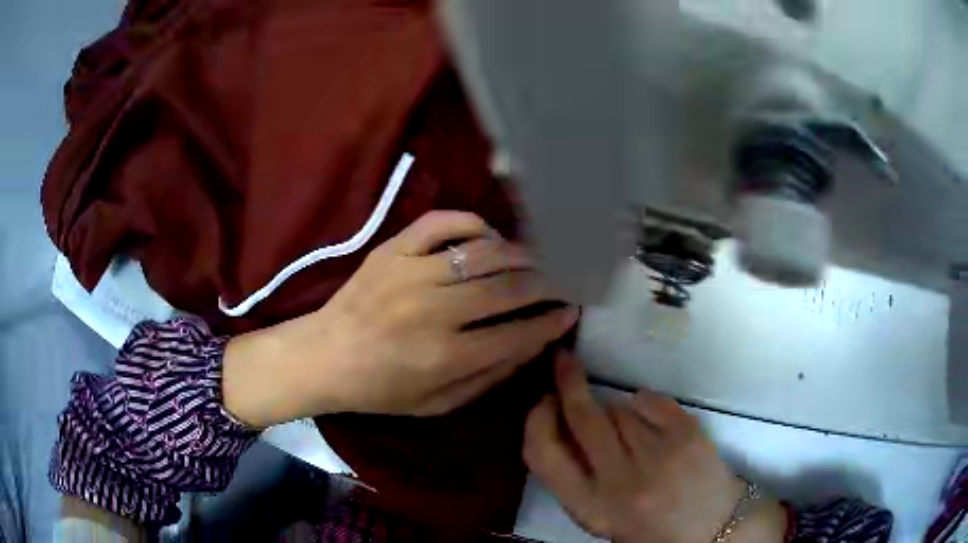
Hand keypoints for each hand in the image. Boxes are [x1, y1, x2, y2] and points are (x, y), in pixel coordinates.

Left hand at [223, 211, 579, 426]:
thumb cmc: (381, 389)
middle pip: (507, 288)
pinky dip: (473, 224)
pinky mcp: (392, 249)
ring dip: (520, 254)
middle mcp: (431, 310)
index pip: (517, 333)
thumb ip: (489, 376)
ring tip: (537, 260)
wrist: (324, 357)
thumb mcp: (438, 404)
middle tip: (565, 281)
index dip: (551, 322)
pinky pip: (442, 222)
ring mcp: (410, 272)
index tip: (570, 313)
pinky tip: (488, 237)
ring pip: (483, 252)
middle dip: (547, 284)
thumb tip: (533, 343)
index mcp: (443, 357)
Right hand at [523, 352, 786, 542]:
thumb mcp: (600, 516)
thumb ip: (575, 476)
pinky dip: (644, 404)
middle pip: (582, 416)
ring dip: (615, 410)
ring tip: (632, 435)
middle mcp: (620, 481)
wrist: (711, 530)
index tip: (543, 401)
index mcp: (590, 507)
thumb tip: (559, 420)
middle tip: (564, 361)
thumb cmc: (649, 529)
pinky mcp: (687, 434)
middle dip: (567, 382)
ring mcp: (657, 455)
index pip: (542, 454)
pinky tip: (653, 423)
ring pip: (619, 408)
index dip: (536, 420)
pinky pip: (650, 400)